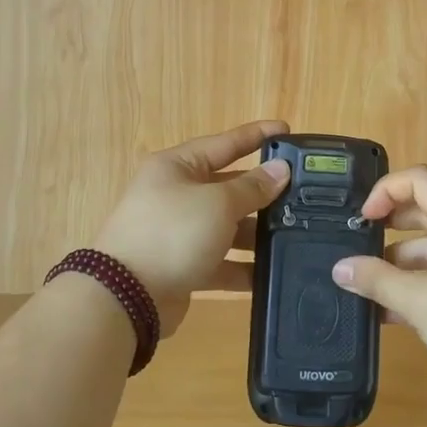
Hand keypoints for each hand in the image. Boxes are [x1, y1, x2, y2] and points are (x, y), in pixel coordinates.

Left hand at [95, 120, 290, 336]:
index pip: (225, 143)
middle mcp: (175, 194)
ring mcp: (177, 232)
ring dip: (254, 233)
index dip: (257, 136)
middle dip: (261, 192)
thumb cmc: (173, 232)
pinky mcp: (181, 266)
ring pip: (225, 226)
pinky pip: (218, 261)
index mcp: (178, 166)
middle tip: (301, 193)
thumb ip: (252, 187)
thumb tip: (280, 170)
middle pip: (227, 186)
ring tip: (293, 236)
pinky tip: (269, 274)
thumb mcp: (218, 203)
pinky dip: (241, 267)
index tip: (287, 130)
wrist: (125, 297)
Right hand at [331, 165, 426, 418]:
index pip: (422, 181)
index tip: (363, 220)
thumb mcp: (422, 306)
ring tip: (371, 292)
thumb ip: (377, 282)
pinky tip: (398, 313)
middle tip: (358, 249)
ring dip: (404, 264)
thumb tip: (340, 268)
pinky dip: (425, 285)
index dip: (387, 190)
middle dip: (391, 228)